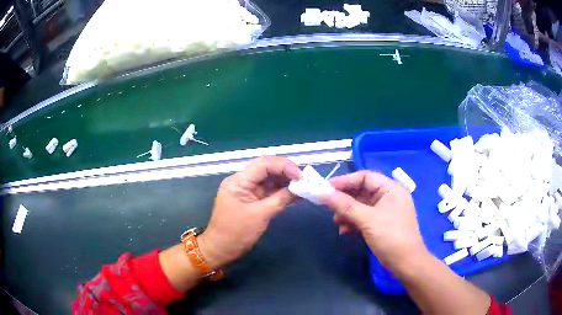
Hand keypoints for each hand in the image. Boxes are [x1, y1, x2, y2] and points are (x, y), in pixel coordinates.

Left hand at [198, 156, 300, 268]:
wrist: (222, 249)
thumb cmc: (237, 232)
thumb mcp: (260, 215)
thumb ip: (280, 199)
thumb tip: (299, 188)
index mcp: (239, 181)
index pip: (263, 164)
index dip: (284, 166)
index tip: (301, 176)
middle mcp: (243, 181)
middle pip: (267, 169)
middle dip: (286, 172)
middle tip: (305, 180)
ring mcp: (248, 191)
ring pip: (270, 180)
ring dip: (286, 183)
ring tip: (304, 187)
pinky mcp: (253, 201)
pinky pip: (269, 192)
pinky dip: (282, 193)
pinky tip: (296, 196)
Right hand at [319, 171, 427, 271]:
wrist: (406, 263)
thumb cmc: (391, 237)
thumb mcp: (368, 220)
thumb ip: (345, 205)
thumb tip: (322, 193)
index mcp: (391, 189)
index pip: (365, 177)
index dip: (345, 181)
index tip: (326, 188)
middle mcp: (388, 197)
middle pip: (362, 191)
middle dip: (344, 199)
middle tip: (327, 205)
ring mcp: (385, 211)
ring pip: (361, 206)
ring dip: (347, 212)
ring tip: (336, 222)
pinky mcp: (381, 224)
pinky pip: (363, 217)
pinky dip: (353, 222)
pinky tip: (344, 231)